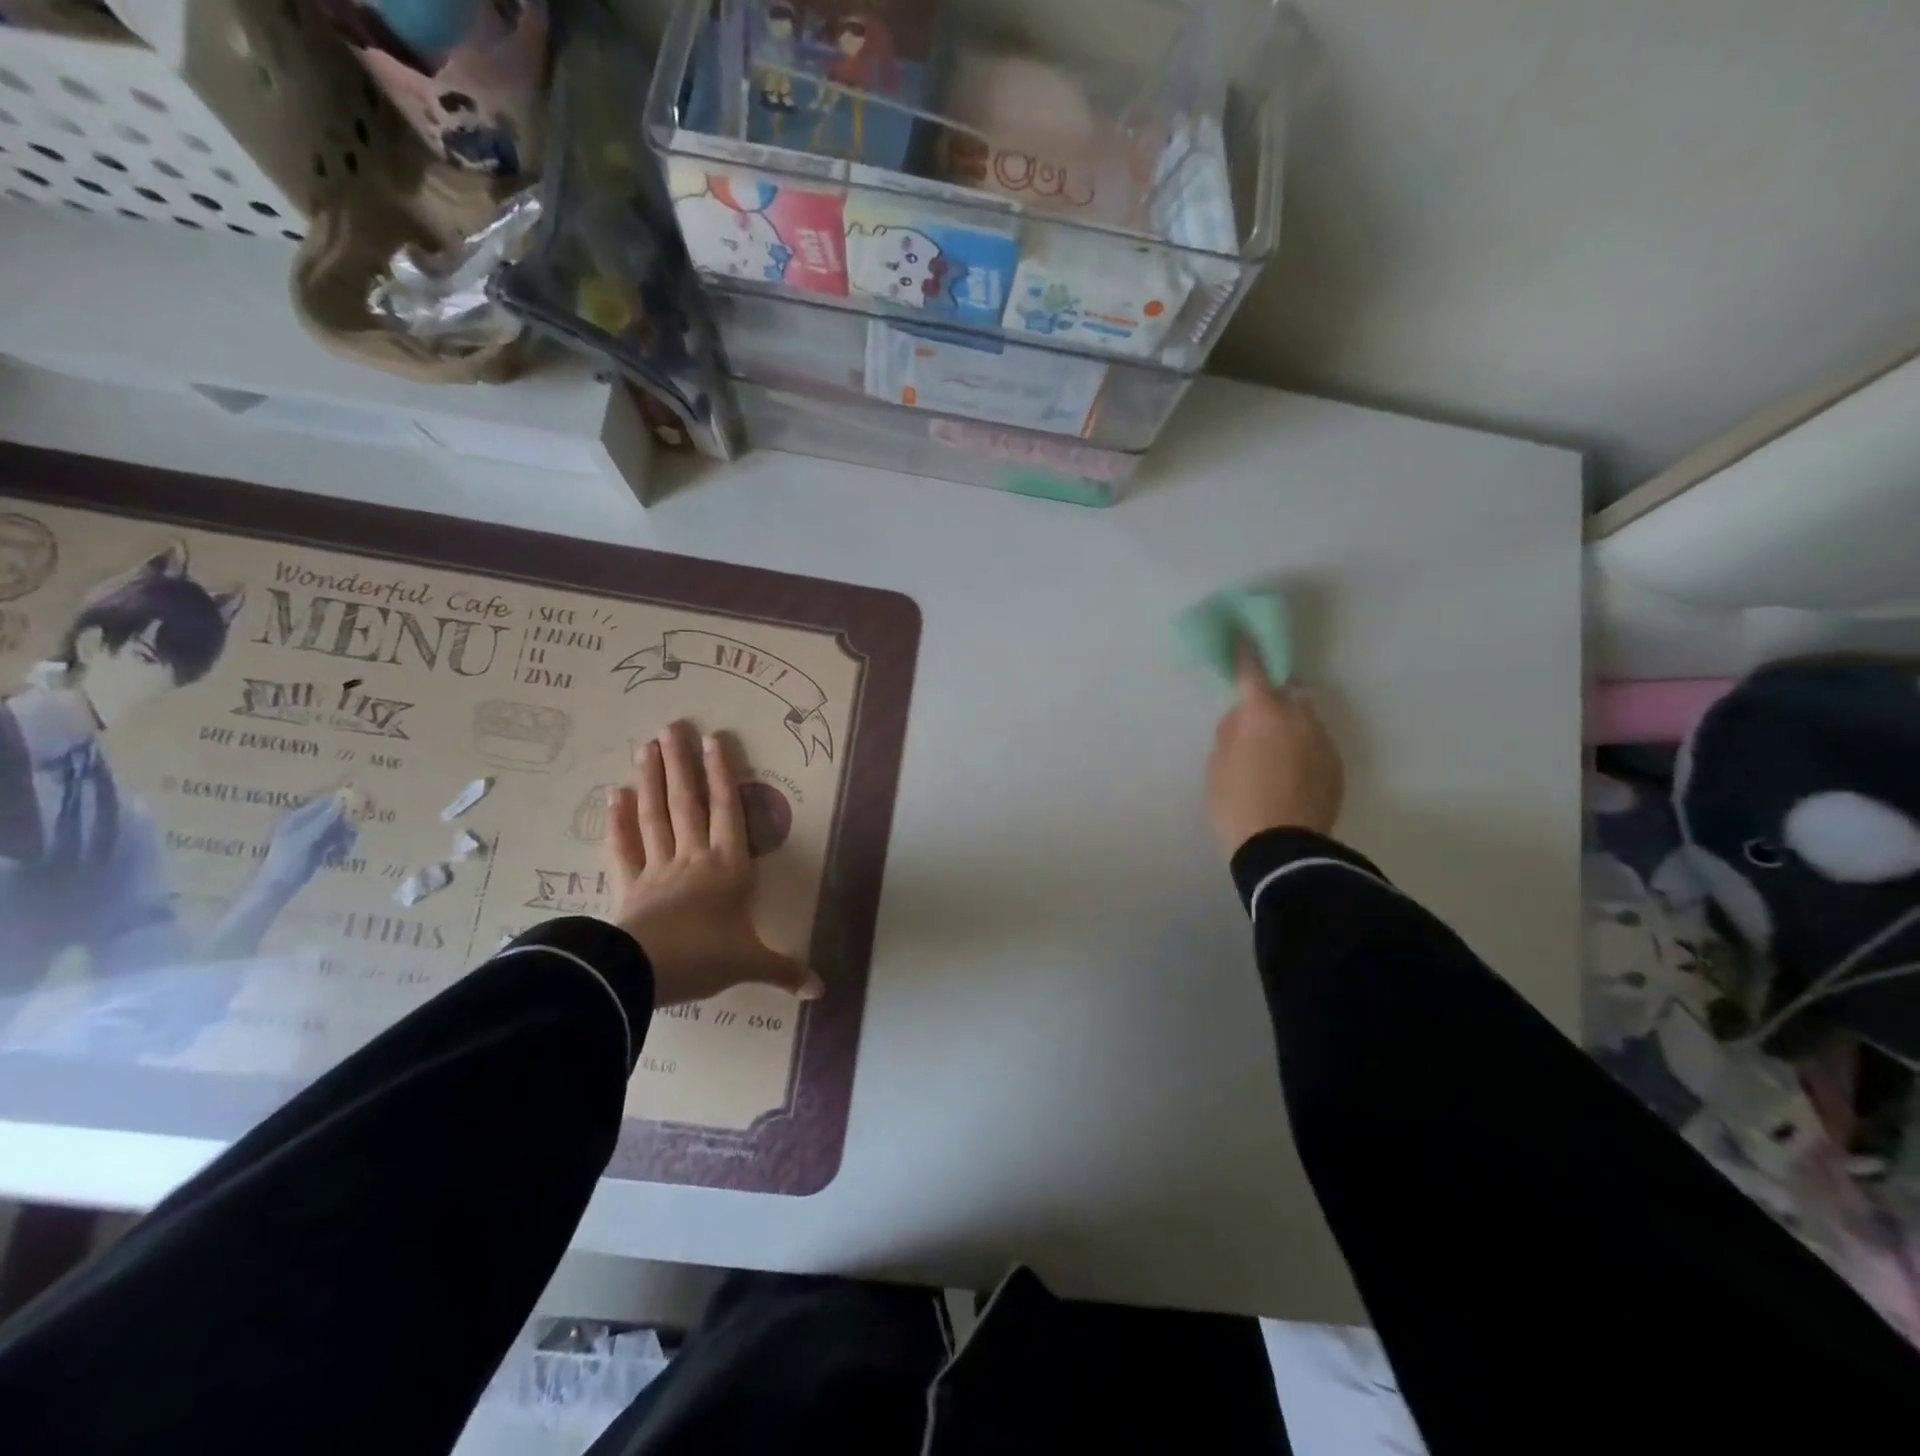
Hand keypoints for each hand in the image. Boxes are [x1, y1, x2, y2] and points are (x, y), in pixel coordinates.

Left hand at [258, 793, 356, 894]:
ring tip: (344, 849)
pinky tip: (339, 855)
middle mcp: (306, 825)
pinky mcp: (320, 849)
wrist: (278, 888)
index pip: (324, 802)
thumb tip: (342, 801)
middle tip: (353, 833)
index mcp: (297, 819)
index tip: (362, 804)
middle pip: (335, 815)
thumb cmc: (286, 861)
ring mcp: (313, 837)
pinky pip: (338, 841)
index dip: (342, 801)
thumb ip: (322, 821)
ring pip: (340, 829)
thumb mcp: (304, 839)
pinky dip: (342, 847)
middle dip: (347, 823)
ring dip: (346, 837)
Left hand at [605, 721, 822, 1007]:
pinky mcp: (628, 885)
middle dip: (680, 764)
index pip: (727, 811)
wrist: (645, 973)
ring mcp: (657, 868)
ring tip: (644, 746)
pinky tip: (613, 795)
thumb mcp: (751, 963)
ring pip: (654, 815)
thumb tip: (822, 991)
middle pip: (686, 802)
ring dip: (649, 780)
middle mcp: (693, 857)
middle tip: (670, 726)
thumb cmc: (705, 957)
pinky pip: (623, 848)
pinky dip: (618, 821)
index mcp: (727, 867)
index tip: (713, 739)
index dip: (722, 774)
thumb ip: (785, 970)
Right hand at [1207, 645, 1344, 857]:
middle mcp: (1299, 718)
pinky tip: (1289, 774)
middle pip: (1290, 692)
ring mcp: (1323, 742)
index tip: (1243, 635)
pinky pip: (1316, 745)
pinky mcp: (1336, 766)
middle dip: (1276, 696)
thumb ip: (1230, 734)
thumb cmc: (1237, 804)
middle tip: (1257, 717)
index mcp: (1263, 714)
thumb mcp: (1217, 766)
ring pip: (1306, 719)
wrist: (1282, 850)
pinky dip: (1302, 749)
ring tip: (1274, 753)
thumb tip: (1243, 720)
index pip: (1253, 671)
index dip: (1246, 651)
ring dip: (1290, 724)